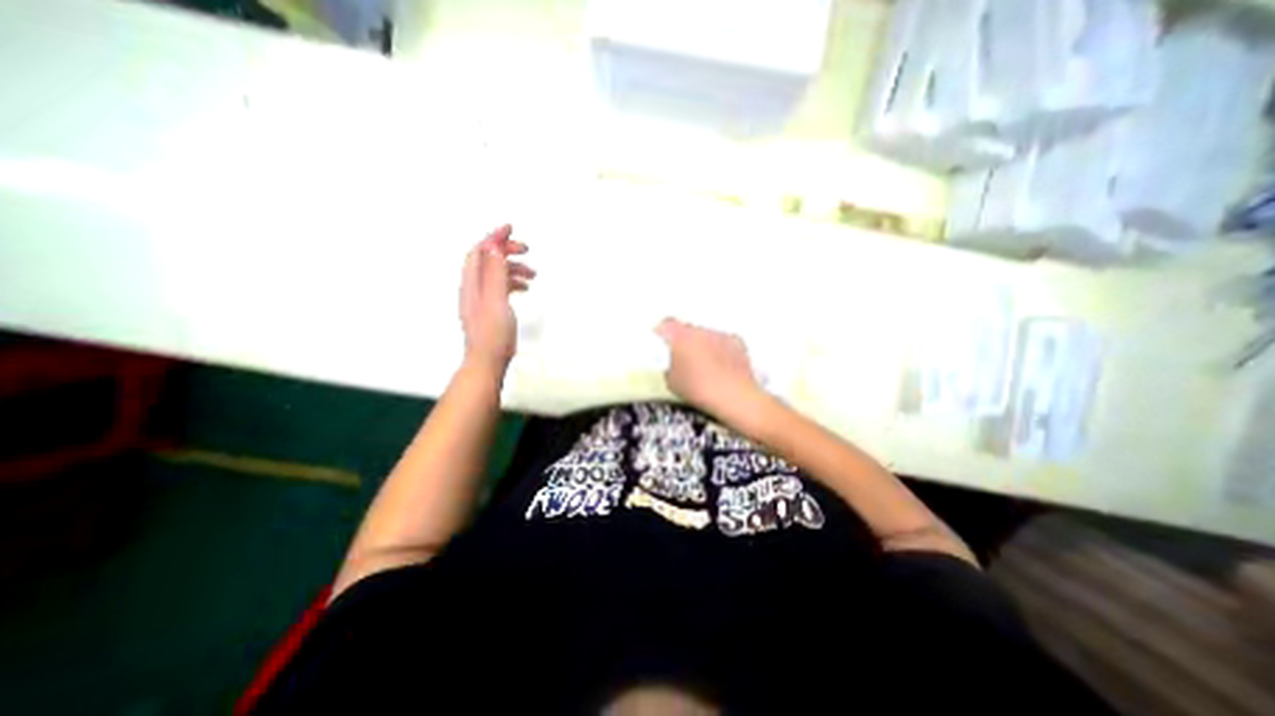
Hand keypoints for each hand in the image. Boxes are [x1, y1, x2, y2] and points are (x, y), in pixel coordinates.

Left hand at [462, 226, 532, 375]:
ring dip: (514, 268)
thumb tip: (494, 246)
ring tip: (533, 273)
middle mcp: (474, 288)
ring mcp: (482, 299)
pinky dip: (514, 282)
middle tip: (525, 249)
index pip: (480, 251)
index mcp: (472, 283)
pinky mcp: (491, 309)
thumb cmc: (492, 334)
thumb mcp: (495, 300)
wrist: (488, 360)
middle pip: (488, 260)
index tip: (510, 228)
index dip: (494, 237)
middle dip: (506, 250)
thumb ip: (494, 273)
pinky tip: (525, 288)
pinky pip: (501, 287)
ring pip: (497, 274)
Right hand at [652, 317, 761, 418]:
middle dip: (684, 340)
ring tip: (704, 365)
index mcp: (680, 337)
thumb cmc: (698, 389)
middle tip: (683, 358)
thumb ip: (668, 366)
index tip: (662, 343)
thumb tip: (672, 364)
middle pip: (687, 329)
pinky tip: (721, 366)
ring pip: (706, 335)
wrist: (733, 396)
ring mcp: (720, 334)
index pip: (666, 325)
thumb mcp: (671, 382)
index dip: (663, 333)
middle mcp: (699, 330)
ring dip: (702, 345)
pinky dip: (720, 350)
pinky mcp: (736, 341)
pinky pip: (722, 341)